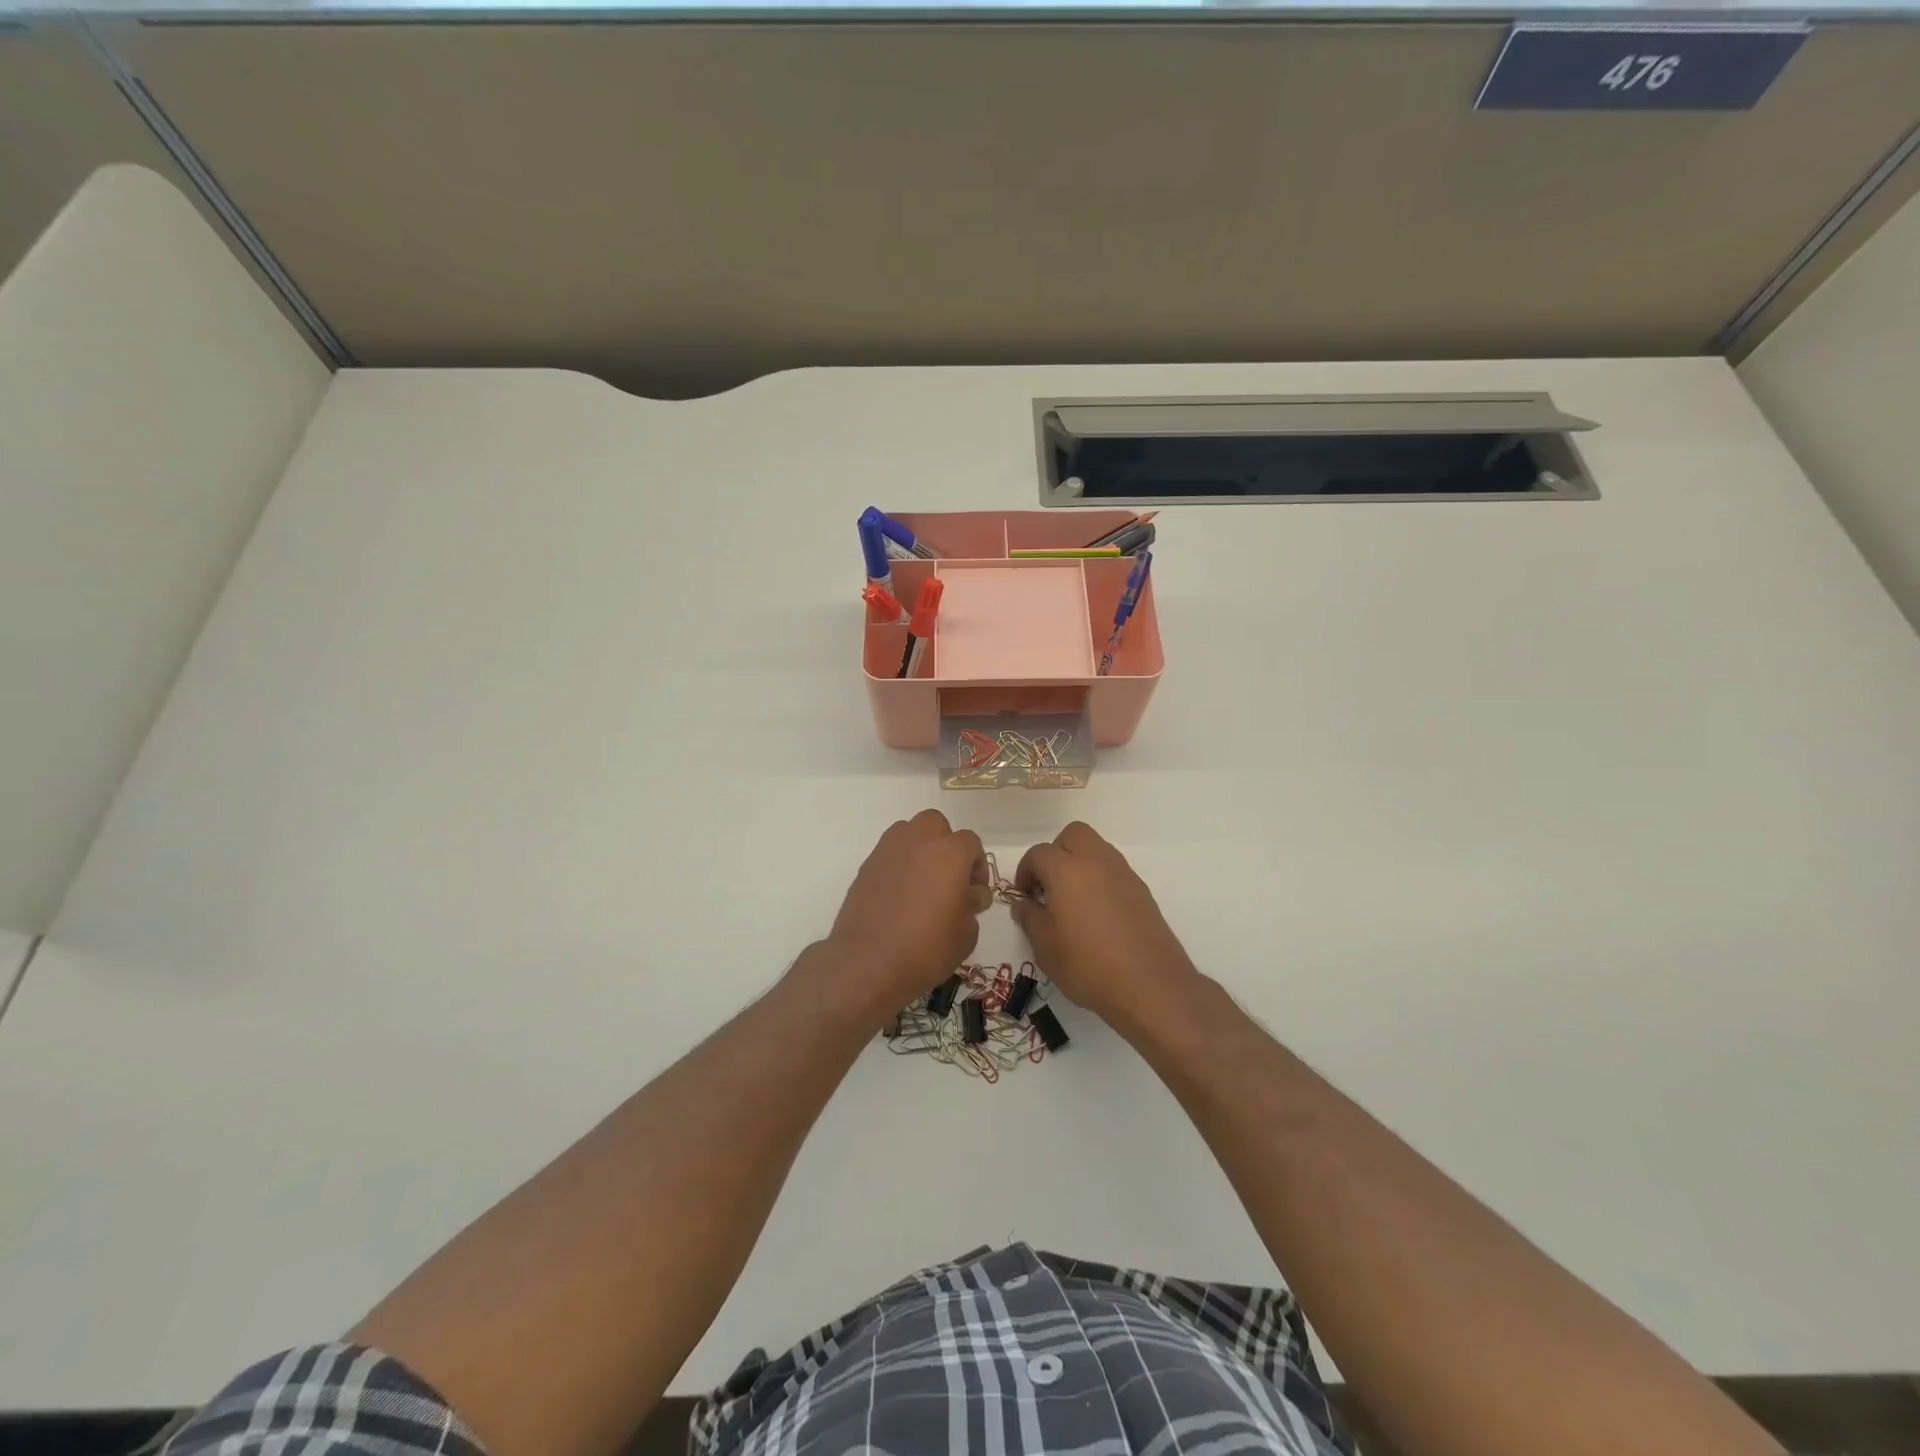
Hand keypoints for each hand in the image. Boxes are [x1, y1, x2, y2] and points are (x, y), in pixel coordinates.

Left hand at [824, 810, 990, 1017]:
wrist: (867, 963)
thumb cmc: (926, 949)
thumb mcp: (966, 934)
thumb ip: (972, 904)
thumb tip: (969, 894)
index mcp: (949, 853)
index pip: (971, 842)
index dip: (977, 865)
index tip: (974, 892)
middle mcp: (918, 841)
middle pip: (936, 823)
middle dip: (945, 844)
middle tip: (948, 877)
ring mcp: (887, 851)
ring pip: (908, 831)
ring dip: (920, 848)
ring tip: (922, 882)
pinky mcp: (866, 866)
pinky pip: (889, 853)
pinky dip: (898, 865)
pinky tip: (899, 895)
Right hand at [1013, 822, 1200, 1032]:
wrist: (1149, 985)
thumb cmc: (1087, 964)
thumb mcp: (1045, 946)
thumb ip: (1030, 917)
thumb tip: (1024, 903)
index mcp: (1067, 869)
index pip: (1038, 854)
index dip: (1025, 872)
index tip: (1025, 897)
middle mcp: (1096, 861)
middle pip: (1073, 835)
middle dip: (1056, 853)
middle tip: (1049, 885)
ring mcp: (1123, 873)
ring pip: (1097, 849)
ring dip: (1080, 864)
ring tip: (1073, 901)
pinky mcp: (1142, 890)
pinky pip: (1114, 871)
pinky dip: (1100, 880)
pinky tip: (1097, 914)